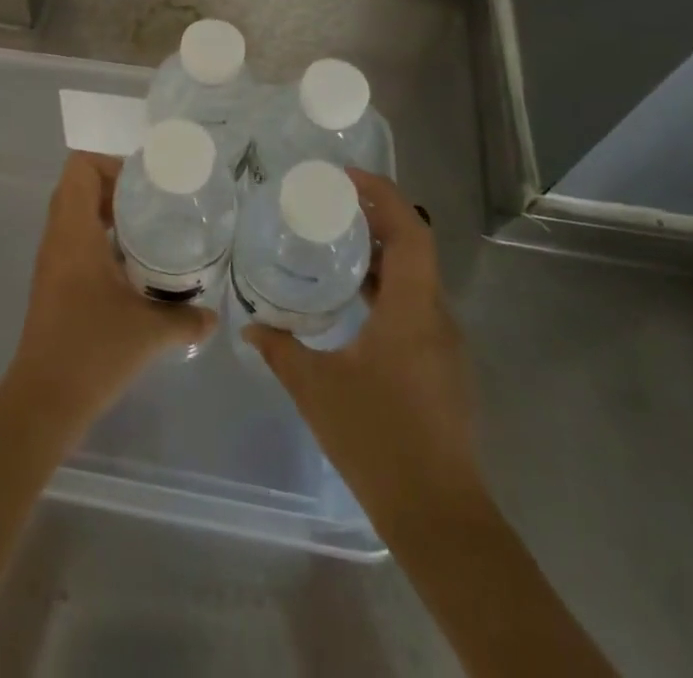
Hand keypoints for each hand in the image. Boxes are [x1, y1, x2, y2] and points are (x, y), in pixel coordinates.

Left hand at [4, 153, 215, 429]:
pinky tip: (131, 263)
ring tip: (147, 228)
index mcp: (74, 232)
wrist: (44, 400)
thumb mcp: (149, 331)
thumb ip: (186, 317)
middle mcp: (57, 237)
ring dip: (106, 211)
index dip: (110, 164)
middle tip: (152, 202)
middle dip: (114, 185)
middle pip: (77, 185)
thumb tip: (214, 315)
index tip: (145, 183)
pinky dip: (99, 236)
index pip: (80, 168)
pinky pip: (73, 238)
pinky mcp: (52, 282)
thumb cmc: (93, 352)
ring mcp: (51, 260)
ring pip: (73, 212)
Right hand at [244, 169, 481, 517]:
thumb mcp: (316, 388)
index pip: (411, 231)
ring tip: (334, 242)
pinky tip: (351, 300)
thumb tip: (249, 323)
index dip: (383, 194)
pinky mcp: (440, 366)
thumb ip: (280, 348)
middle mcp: (436, 317)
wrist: (439, 516)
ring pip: (416, 278)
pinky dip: (385, 285)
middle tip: (330, 203)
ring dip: (381, 253)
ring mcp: (443, 344)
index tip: (346, 177)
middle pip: (415, 247)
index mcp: (413, 309)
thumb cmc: (379, 440)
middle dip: (376, 217)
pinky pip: (414, 305)